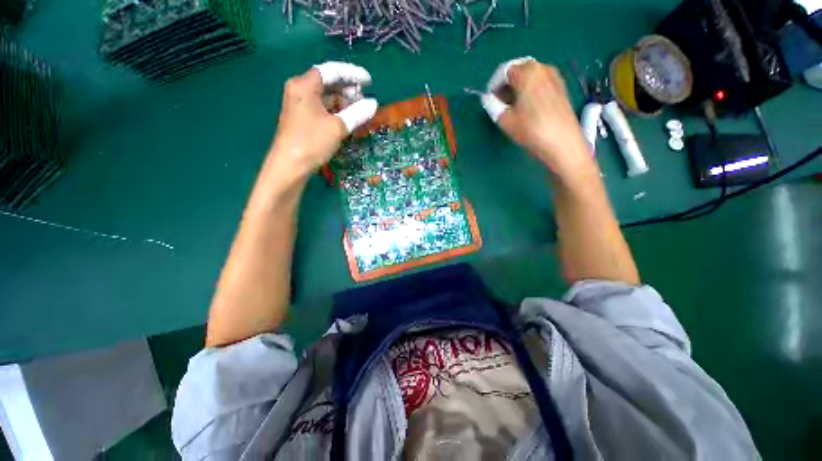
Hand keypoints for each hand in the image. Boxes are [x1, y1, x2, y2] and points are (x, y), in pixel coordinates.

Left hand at [269, 62, 377, 179]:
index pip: (332, 71)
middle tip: (365, 100)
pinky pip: (322, 108)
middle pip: (328, 83)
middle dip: (348, 89)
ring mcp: (300, 105)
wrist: (290, 166)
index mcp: (305, 85)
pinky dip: (336, 111)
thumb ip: (357, 113)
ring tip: (360, 111)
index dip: (352, 74)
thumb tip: (373, 104)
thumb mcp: (337, 127)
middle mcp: (300, 90)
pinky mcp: (302, 118)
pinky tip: (348, 119)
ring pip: (326, 97)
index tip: (369, 82)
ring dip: (344, 102)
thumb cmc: (312, 142)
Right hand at [481, 58, 594, 177]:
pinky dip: (531, 89)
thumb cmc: (531, 130)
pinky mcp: (561, 88)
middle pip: (519, 69)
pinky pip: (541, 82)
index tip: (489, 99)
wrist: (563, 143)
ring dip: (519, 86)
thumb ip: (493, 106)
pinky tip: (528, 107)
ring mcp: (555, 77)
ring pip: (531, 75)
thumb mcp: (505, 121)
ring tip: (513, 106)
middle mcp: (543, 68)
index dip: (494, 84)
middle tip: (500, 102)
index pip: (504, 70)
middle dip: (507, 83)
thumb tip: (488, 99)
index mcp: (527, 73)